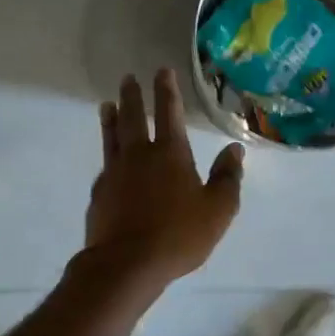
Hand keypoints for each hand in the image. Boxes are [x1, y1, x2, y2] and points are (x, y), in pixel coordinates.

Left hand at [84, 70, 245, 284]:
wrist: (126, 264)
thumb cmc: (178, 236)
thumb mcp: (217, 210)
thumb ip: (227, 178)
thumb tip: (234, 149)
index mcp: (170, 154)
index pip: (168, 113)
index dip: (166, 91)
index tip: (162, 71)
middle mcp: (139, 156)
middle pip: (133, 118)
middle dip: (133, 96)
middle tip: (128, 78)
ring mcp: (115, 173)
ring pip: (112, 137)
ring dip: (111, 118)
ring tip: (107, 104)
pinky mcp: (99, 193)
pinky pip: (104, 165)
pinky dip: (107, 154)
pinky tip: (108, 159)